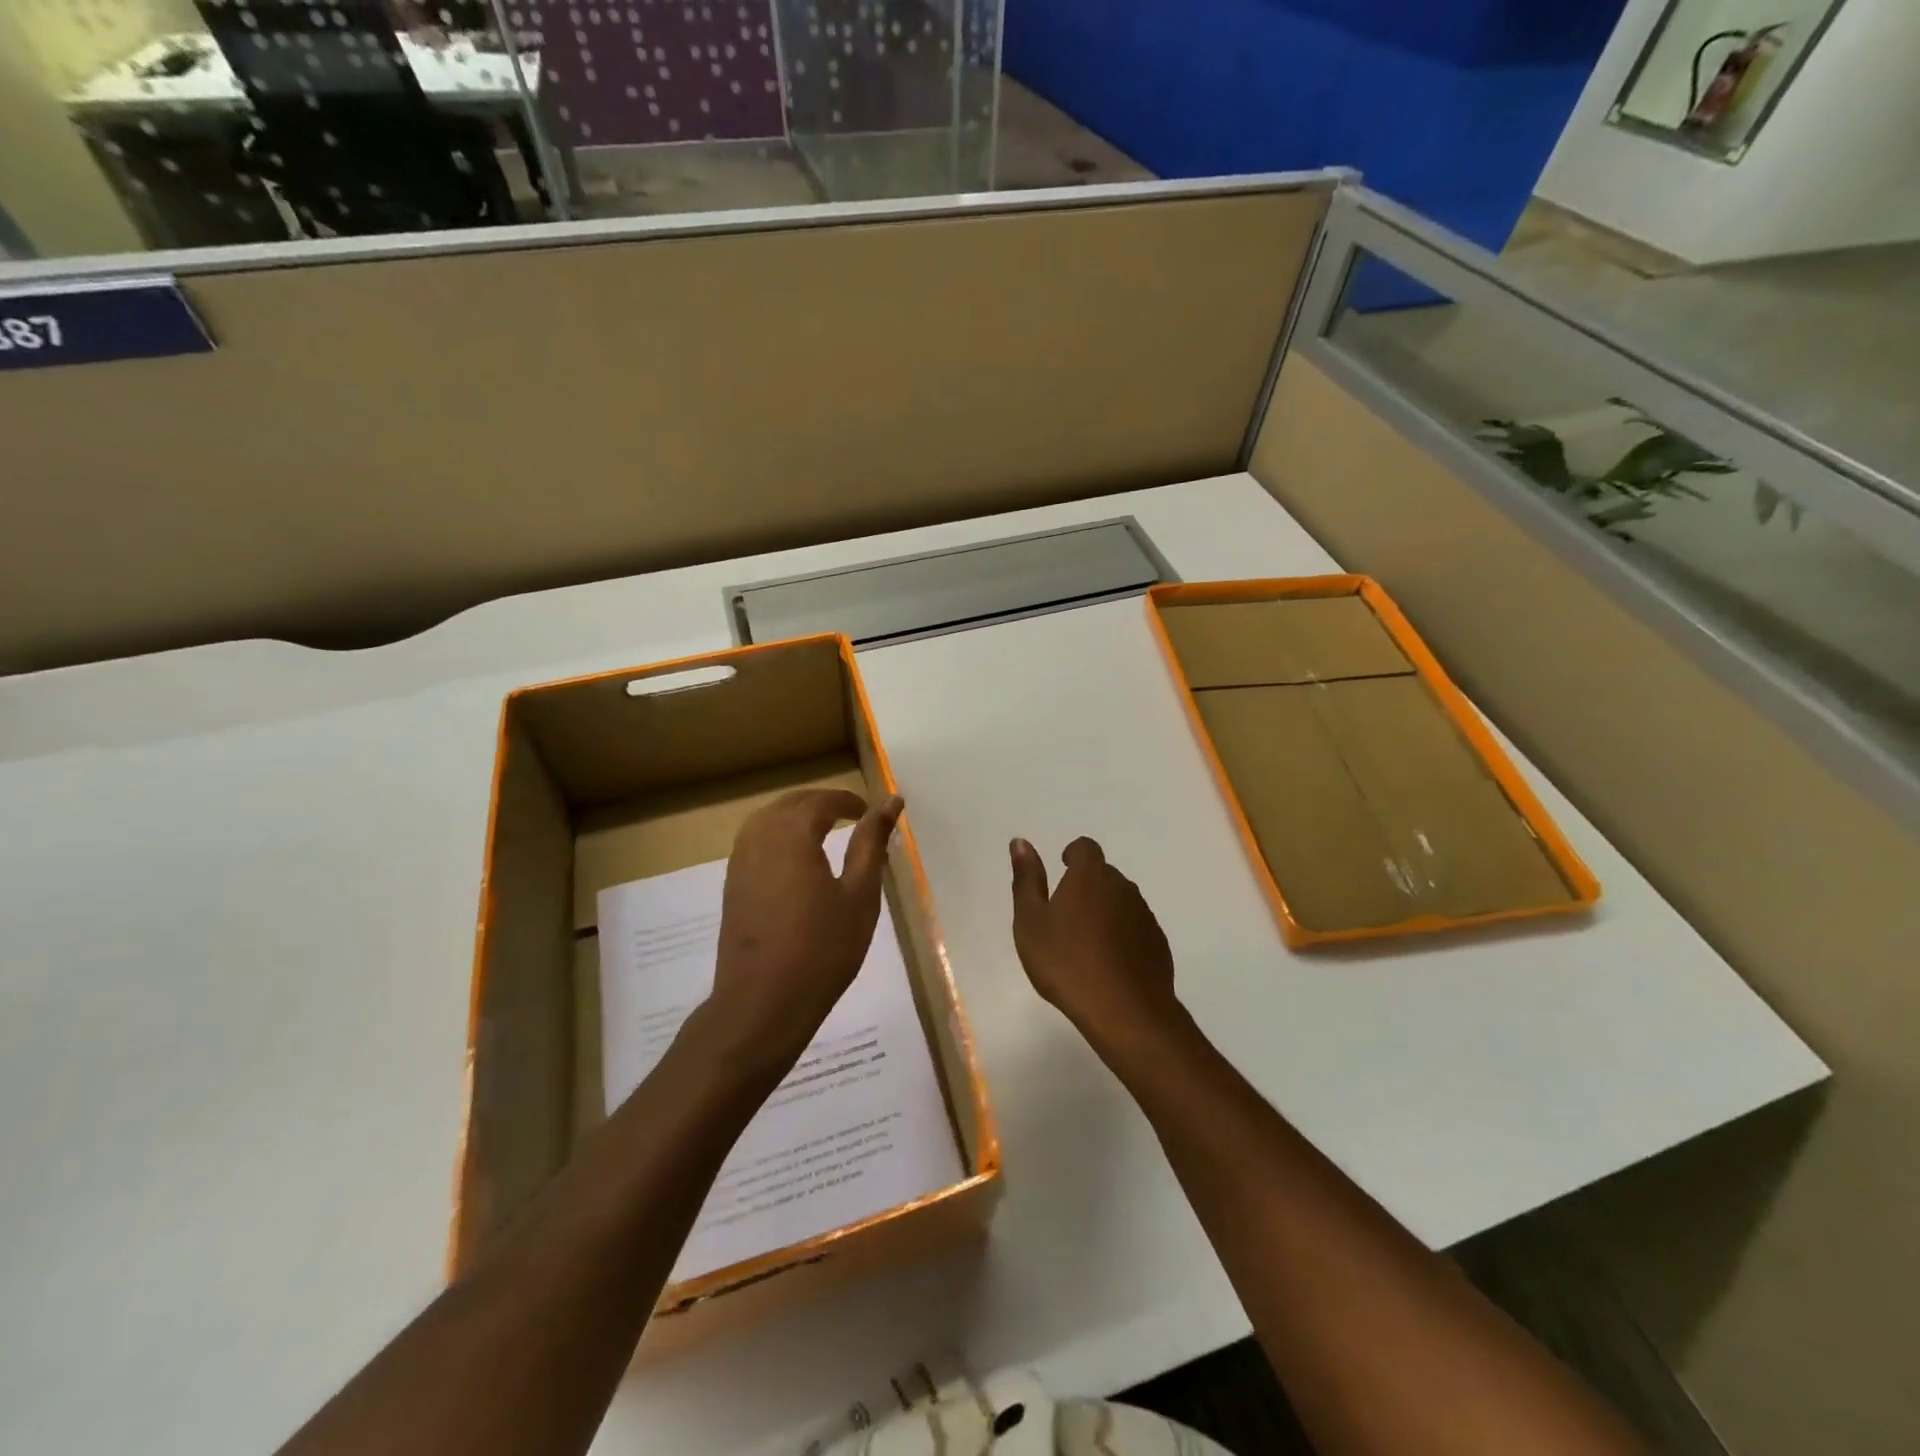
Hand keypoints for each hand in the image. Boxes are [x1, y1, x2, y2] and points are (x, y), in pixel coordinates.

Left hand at [706, 788, 903, 1072]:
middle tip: (852, 816)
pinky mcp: (732, 884)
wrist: (762, 1002)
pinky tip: (796, 858)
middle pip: (790, 803)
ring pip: (768, 819)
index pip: (821, 800)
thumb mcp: (859, 895)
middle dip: (821, 802)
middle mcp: (760, 837)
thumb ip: (871, 844)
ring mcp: (740, 861)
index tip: (868, 811)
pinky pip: (755, 840)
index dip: (847, 801)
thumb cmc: (823, 949)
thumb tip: (890, 803)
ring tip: (824, 830)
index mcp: (793, 834)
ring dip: (796, 816)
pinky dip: (778, 835)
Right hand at [1009, 836, 1178, 1049]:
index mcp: (1090, 876)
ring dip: (1105, 911)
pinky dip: (1122, 936)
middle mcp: (1122, 887)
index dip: (1073, 855)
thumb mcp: (1031, 922)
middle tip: (1065, 916)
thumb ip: (1026, 879)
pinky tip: (1108, 964)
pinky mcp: (1158, 943)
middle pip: (1104, 875)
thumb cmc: (1066, 963)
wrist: (1124, 1011)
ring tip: (1085, 944)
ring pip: (1121, 902)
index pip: (1085, 848)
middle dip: (1086, 886)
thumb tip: (1020, 842)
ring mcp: (1144, 915)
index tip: (1062, 870)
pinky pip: (1135, 928)